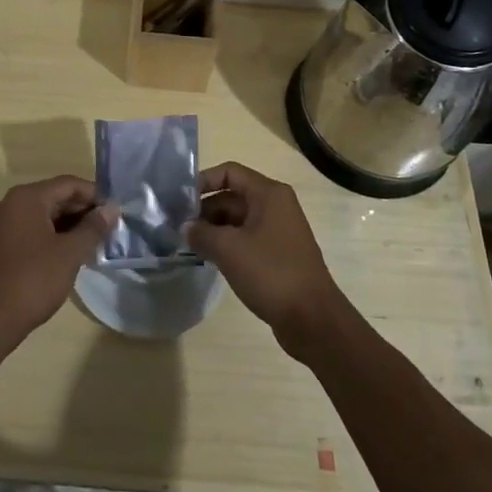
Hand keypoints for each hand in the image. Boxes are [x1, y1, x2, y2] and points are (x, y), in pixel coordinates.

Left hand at [0, 176, 115, 352]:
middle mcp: (14, 203)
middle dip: (84, 211)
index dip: (95, 195)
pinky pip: (36, 230)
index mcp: (28, 197)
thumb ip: (93, 228)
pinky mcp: (5, 244)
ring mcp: (7, 224)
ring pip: (47, 215)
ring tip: (96, 241)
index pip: (69, 184)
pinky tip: (73, 253)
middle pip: (57, 197)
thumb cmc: (33, 280)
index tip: (116, 211)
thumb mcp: (70, 253)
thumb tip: (112, 209)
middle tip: (110, 228)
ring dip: (71, 225)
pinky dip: (56, 236)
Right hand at [186, 161, 349, 358]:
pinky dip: (227, 245)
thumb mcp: (228, 249)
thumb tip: (186, 228)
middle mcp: (276, 206)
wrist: (313, 319)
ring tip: (189, 245)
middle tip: (178, 227)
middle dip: (205, 210)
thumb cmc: (271, 273)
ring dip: (214, 229)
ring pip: (238, 220)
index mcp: (269, 194)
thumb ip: (201, 233)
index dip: (203, 181)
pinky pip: (246, 239)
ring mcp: (278, 231)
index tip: (179, 200)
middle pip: (232, 196)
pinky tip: (209, 259)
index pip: (229, 172)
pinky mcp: (278, 255)